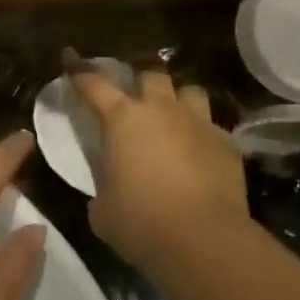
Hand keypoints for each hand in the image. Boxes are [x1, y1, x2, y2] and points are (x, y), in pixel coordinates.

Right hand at [64, 52, 247, 279]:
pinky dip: (204, 134)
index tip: (71, 58)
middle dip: (141, 78)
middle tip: (135, 93)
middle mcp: (161, 110)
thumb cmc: (141, 222)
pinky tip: (201, 152)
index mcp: (123, 119)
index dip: (80, 71)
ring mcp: (198, 123)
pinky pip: (214, 126)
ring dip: (179, 99)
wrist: (203, 241)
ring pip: (190, 90)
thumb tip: (109, 188)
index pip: (95, 84)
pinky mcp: (228, 144)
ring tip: (175, 115)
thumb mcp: (103, 209)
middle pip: (151, 73)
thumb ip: (103, 186)